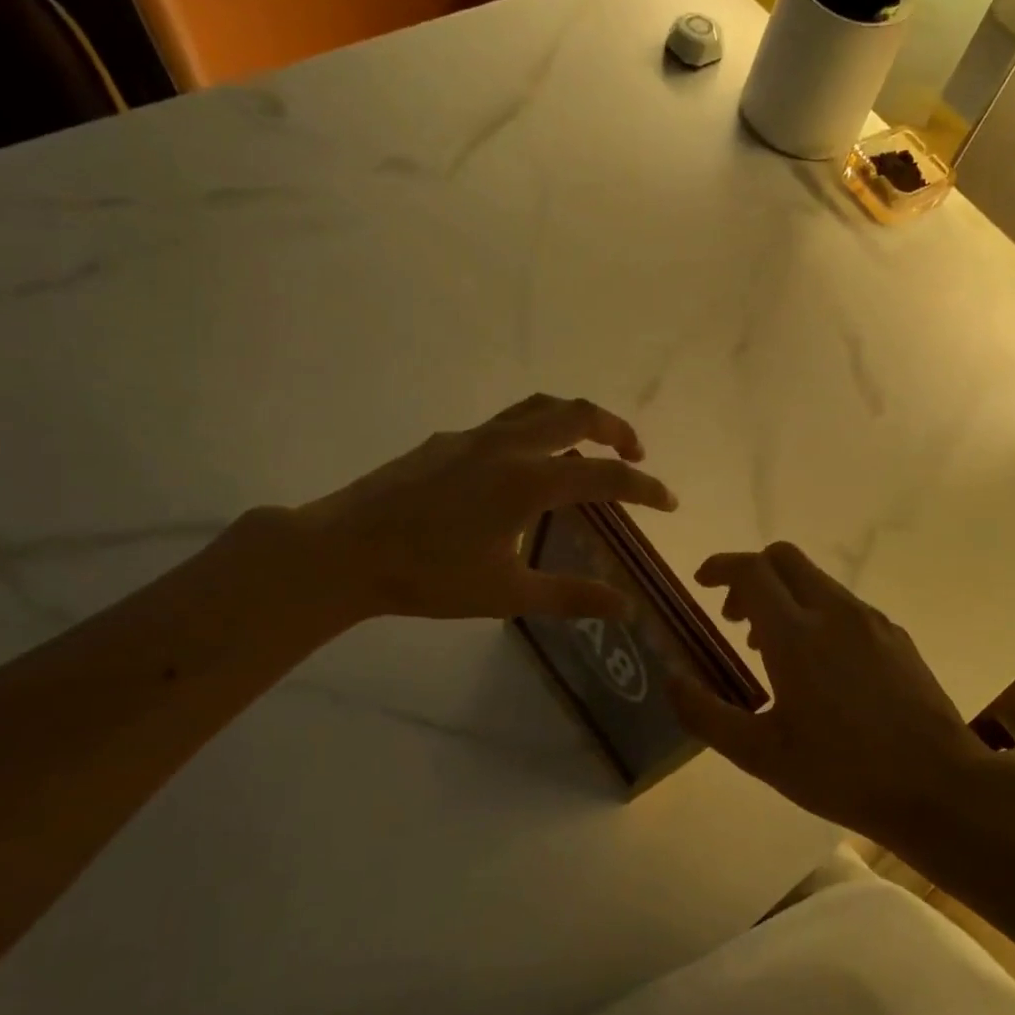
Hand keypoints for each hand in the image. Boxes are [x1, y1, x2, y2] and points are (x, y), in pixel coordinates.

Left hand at [292, 394, 676, 622]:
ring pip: (539, 407)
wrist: (345, 551)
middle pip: (577, 415)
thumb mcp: (507, 593)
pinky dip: (535, 431)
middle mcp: (508, 446)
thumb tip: (625, 607)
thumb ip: (571, 595)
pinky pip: (505, 422)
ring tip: (589, 445)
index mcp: (529, 481)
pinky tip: (521, 468)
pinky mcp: (447, 441)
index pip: (606, 476)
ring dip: (575, 419)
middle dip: (616, 429)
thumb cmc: (429, 577)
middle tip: (636, 453)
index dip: (645, 488)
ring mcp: (474, 437)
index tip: (669, 502)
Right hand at [669, 542, 992, 841]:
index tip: (702, 583)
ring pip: (817, 581)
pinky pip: (845, 606)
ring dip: (785, 596)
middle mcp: (834, 612)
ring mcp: (871, 622)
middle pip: (785, 559)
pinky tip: (821, 667)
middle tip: (735, 617)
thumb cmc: (842, 773)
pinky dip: (817, 614)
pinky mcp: (897, 637)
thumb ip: (706, 714)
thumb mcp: (760, 754)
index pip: (751, 570)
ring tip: (772, 649)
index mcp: (796, 634)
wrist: (940, 788)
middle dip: (751, 574)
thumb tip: (670, 680)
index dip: (721, 566)